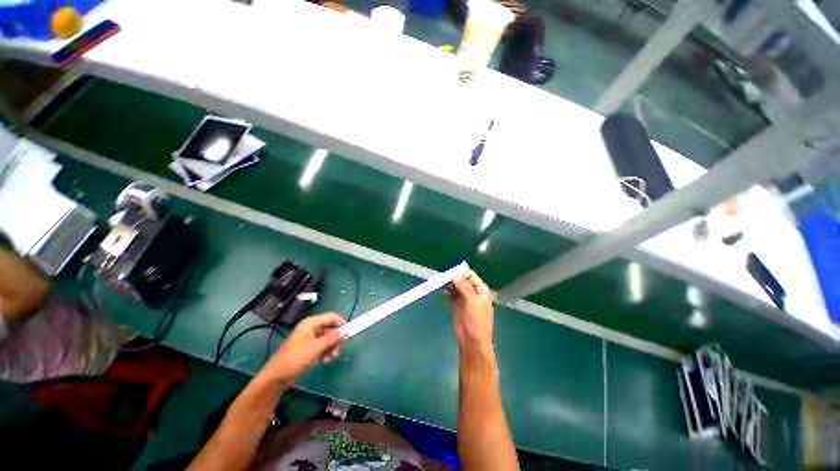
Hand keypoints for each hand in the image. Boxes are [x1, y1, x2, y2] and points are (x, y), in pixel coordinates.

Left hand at [261, 313, 345, 385]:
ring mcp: (309, 339)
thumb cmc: (296, 358)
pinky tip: (325, 360)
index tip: (349, 332)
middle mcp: (311, 328)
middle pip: (330, 328)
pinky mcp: (308, 349)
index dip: (341, 323)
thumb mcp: (317, 347)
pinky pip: (322, 346)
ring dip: (332, 347)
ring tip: (331, 358)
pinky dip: (326, 352)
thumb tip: (347, 330)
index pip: (331, 317)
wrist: (277, 377)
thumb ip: (333, 337)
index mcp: (311, 323)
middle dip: (336, 339)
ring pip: (328, 338)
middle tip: (338, 349)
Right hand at [448, 272, 493, 352]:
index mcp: (481, 290)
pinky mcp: (457, 304)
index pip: (470, 275)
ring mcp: (465, 298)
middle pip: (462, 279)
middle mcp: (473, 292)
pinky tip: (442, 292)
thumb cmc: (477, 322)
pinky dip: (447, 291)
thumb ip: (464, 287)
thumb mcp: (473, 302)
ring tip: (441, 283)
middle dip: (453, 277)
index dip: (461, 273)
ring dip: (449, 284)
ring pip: (456, 286)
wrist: (473, 342)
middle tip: (443, 278)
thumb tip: (455, 274)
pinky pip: (451, 294)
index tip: (450, 274)